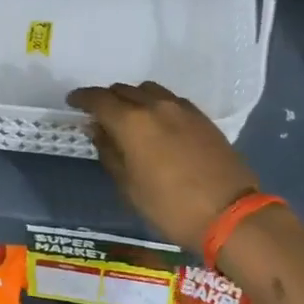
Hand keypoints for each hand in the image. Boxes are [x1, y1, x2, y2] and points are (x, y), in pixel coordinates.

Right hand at [66, 82, 259, 253]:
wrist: (230, 214)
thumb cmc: (170, 207)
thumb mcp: (129, 187)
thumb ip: (110, 153)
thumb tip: (97, 130)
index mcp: (132, 121)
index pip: (99, 99)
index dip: (82, 98)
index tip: (72, 102)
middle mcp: (156, 105)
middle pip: (124, 90)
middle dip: (107, 99)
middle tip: (99, 115)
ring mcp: (183, 109)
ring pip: (149, 91)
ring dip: (133, 98)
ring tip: (129, 117)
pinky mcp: (202, 117)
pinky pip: (170, 100)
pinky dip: (156, 105)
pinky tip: (157, 124)